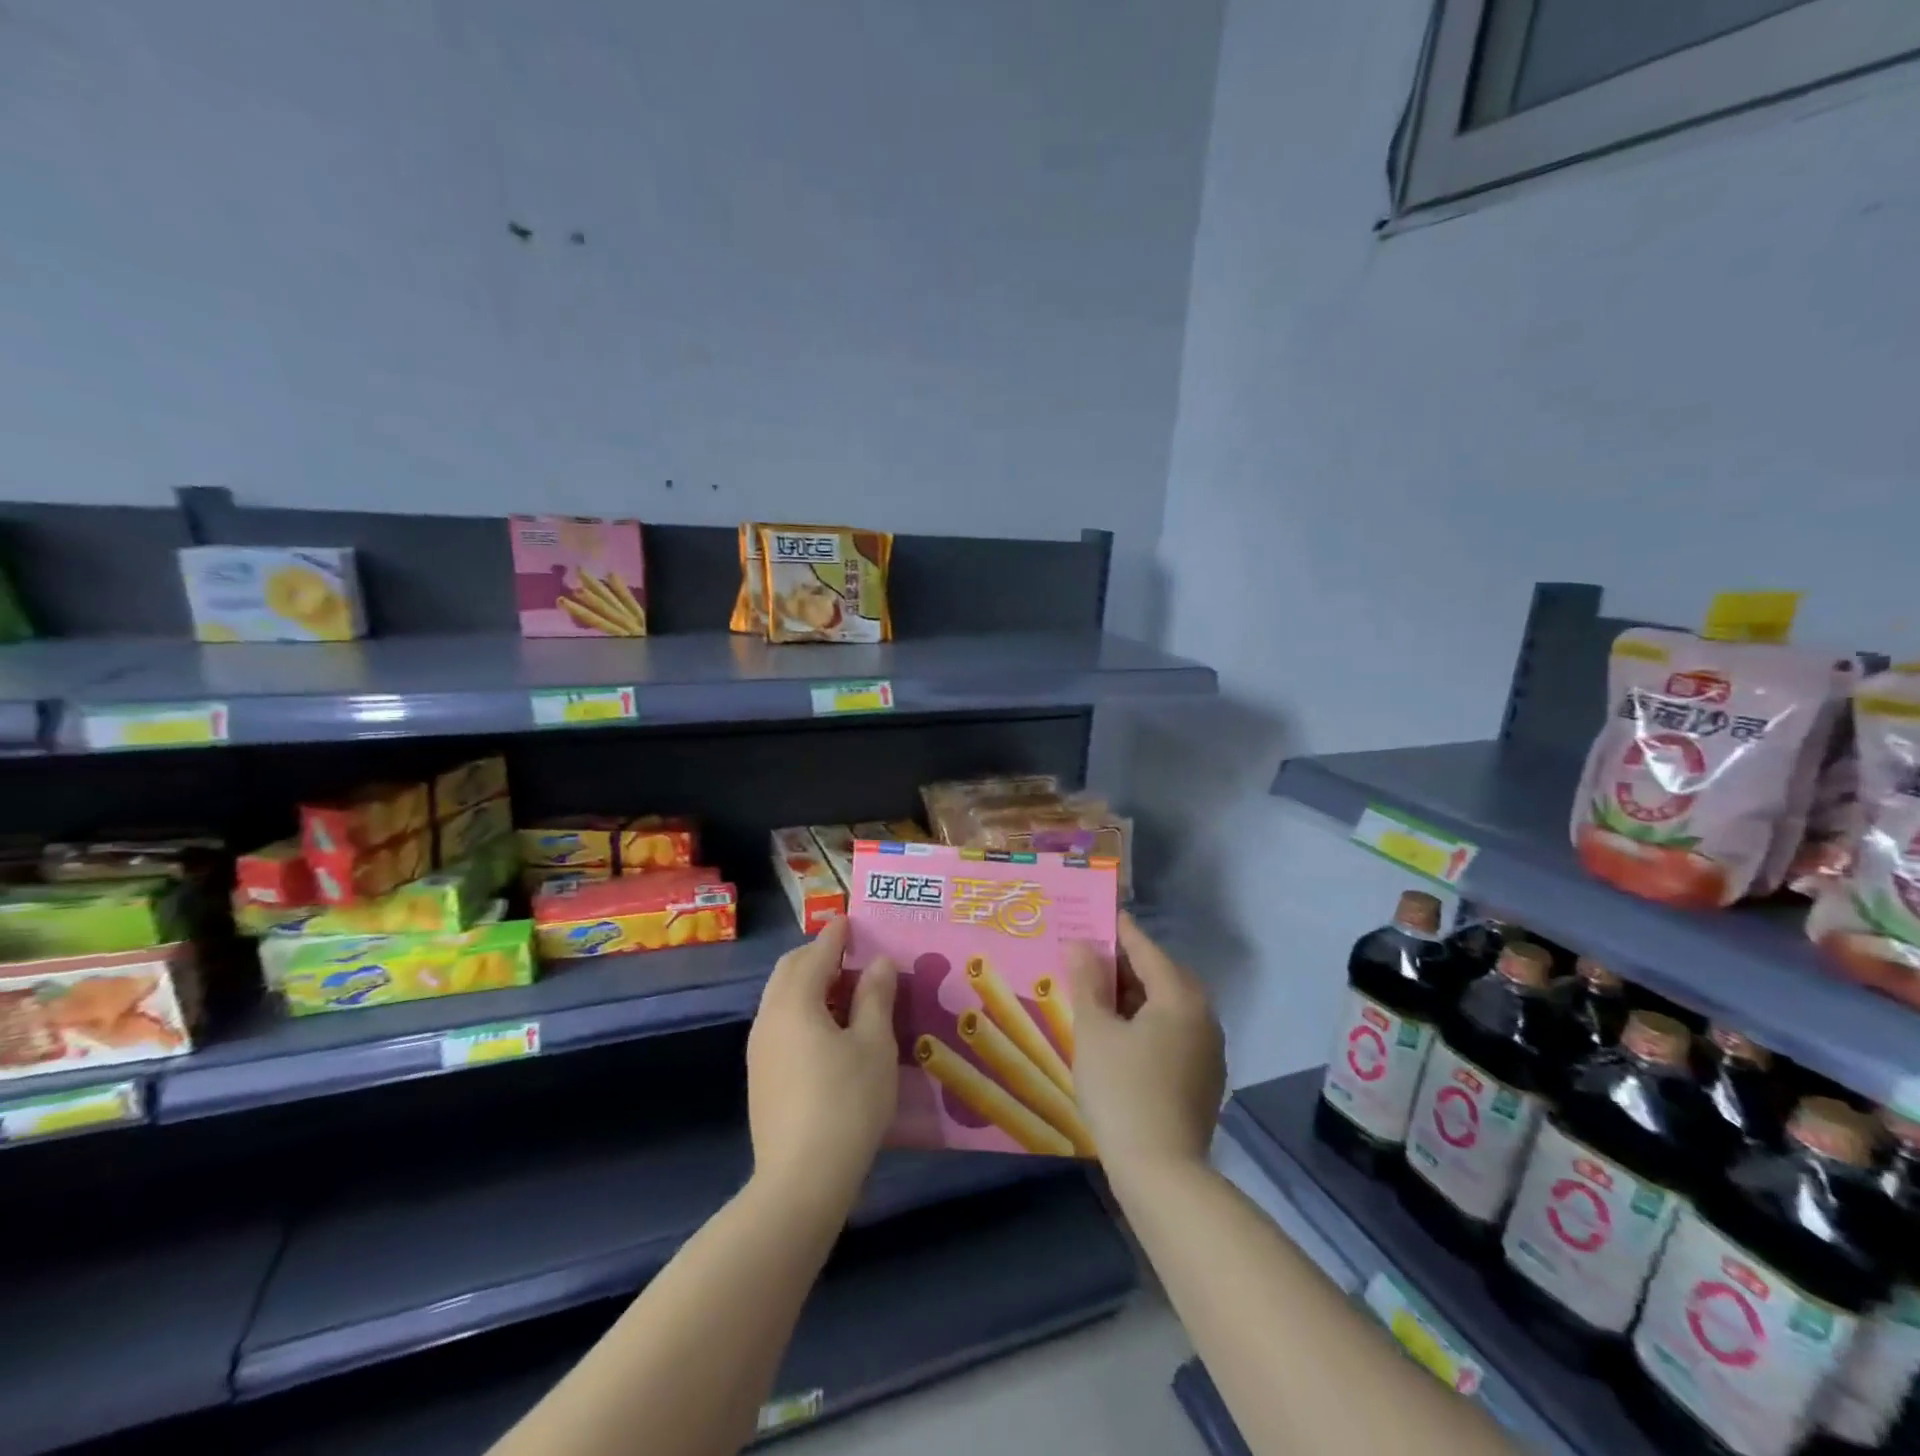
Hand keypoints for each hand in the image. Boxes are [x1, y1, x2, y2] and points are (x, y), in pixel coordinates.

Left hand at [746, 918, 899, 1208]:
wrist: (800, 1181)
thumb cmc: (846, 1103)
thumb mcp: (874, 1045)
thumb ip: (875, 997)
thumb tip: (878, 962)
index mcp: (795, 1001)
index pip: (816, 953)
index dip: (836, 934)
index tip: (852, 920)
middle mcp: (769, 1016)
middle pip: (790, 970)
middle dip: (818, 955)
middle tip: (853, 956)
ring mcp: (759, 1048)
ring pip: (782, 997)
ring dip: (811, 984)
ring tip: (847, 993)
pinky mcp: (760, 1075)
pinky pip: (781, 1023)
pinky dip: (803, 1010)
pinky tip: (830, 1032)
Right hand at [1066, 913, 1224, 1182]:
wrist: (1162, 1173)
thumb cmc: (1122, 1091)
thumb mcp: (1094, 1031)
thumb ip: (1087, 981)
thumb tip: (1080, 943)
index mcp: (1179, 997)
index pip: (1146, 949)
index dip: (1119, 931)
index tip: (1096, 915)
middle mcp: (1203, 1016)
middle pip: (1162, 975)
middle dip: (1127, 964)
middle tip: (1091, 959)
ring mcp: (1208, 1050)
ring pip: (1169, 1005)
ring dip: (1137, 995)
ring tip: (1100, 996)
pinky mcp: (1204, 1078)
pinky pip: (1175, 1032)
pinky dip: (1148, 1022)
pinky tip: (1121, 1036)